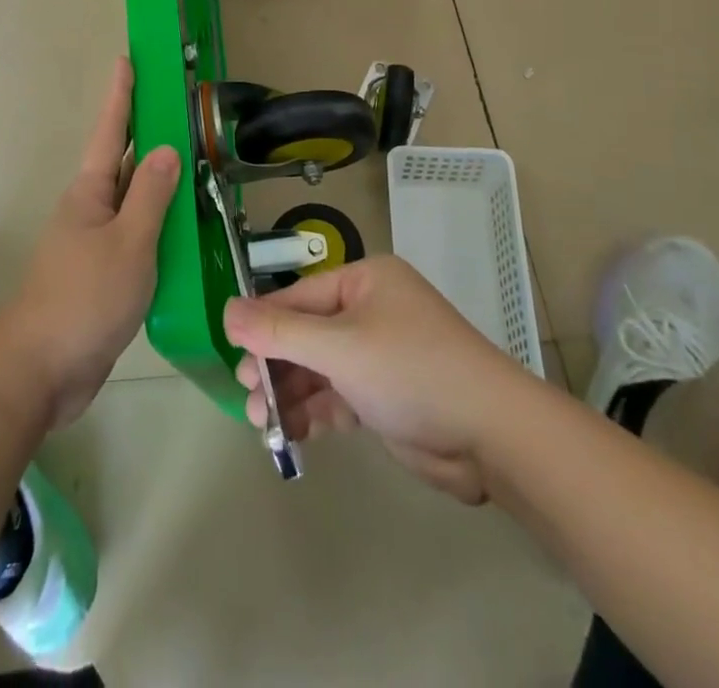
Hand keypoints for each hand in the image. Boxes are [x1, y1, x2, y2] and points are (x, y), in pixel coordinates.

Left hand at [0, 59, 180, 429]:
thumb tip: (166, 148)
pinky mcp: (104, 275)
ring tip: (194, 163)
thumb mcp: (128, 243)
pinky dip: (160, 225)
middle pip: (122, 161)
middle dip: (146, 133)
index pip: (110, 131)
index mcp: (89, 192)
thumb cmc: (84, 298)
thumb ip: (150, 195)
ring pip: (133, 201)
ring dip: (158, 182)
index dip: (121, 95)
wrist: (41, 371)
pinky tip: (184, 231)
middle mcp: (90, 210)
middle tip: (178, 107)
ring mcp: (95, 243)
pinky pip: (137, 236)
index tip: (127, 59)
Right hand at [224, 256, 520, 503]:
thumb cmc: (411, 371)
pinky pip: (339, 394)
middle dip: (276, 365)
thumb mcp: (340, 347)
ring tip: (263, 424)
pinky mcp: (386, 395)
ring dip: (292, 394)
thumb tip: (226, 311)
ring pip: (320, 368)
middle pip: (307, 333)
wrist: (492, 437)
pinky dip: (317, 412)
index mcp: (365, 282)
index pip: (299, 297)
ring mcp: (380, 354)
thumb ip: (280, 332)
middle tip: (249, 396)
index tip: (234, 357)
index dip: (264, 326)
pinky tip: (294, 434)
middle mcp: (371, 310)